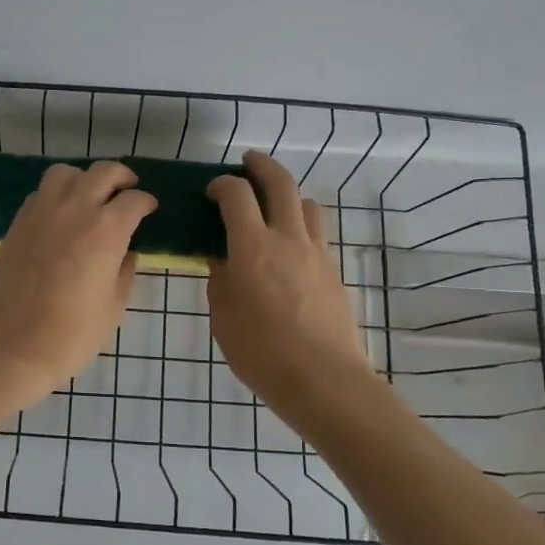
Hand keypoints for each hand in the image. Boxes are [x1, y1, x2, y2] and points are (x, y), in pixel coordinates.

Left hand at [0, 161, 156, 404]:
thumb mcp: (114, 306)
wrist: (13, 345)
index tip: (149, 209)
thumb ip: (125, 272)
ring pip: (65, 173)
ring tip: (90, 196)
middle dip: (120, 177)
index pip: (134, 200)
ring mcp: (42, 213)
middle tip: (127, 189)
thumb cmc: (72, 333)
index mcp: (106, 230)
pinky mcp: (18, 223)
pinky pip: (40, 193)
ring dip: (83, 178)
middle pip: (102, 172)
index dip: (146, 202)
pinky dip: (56, 194)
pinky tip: (60, 215)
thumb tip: (127, 253)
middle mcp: (75, 210)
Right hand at [207, 151, 371, 407]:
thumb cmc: (262, 352)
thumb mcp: (223, 317)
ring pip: (306, 203)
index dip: (221, 184)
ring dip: (287, 194)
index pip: (236, 194)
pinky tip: (288, 247)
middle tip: (247, 163)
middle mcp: (288, 239)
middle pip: (280, 183)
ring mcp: (316, 253)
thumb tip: (222, 258)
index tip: (211, 190)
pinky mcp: (333, 270)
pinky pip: (317, 232)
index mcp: (253, 247)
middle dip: (261, 166)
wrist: (324, 380)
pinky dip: (300, 224)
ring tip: (272, 205)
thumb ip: (220, 279)